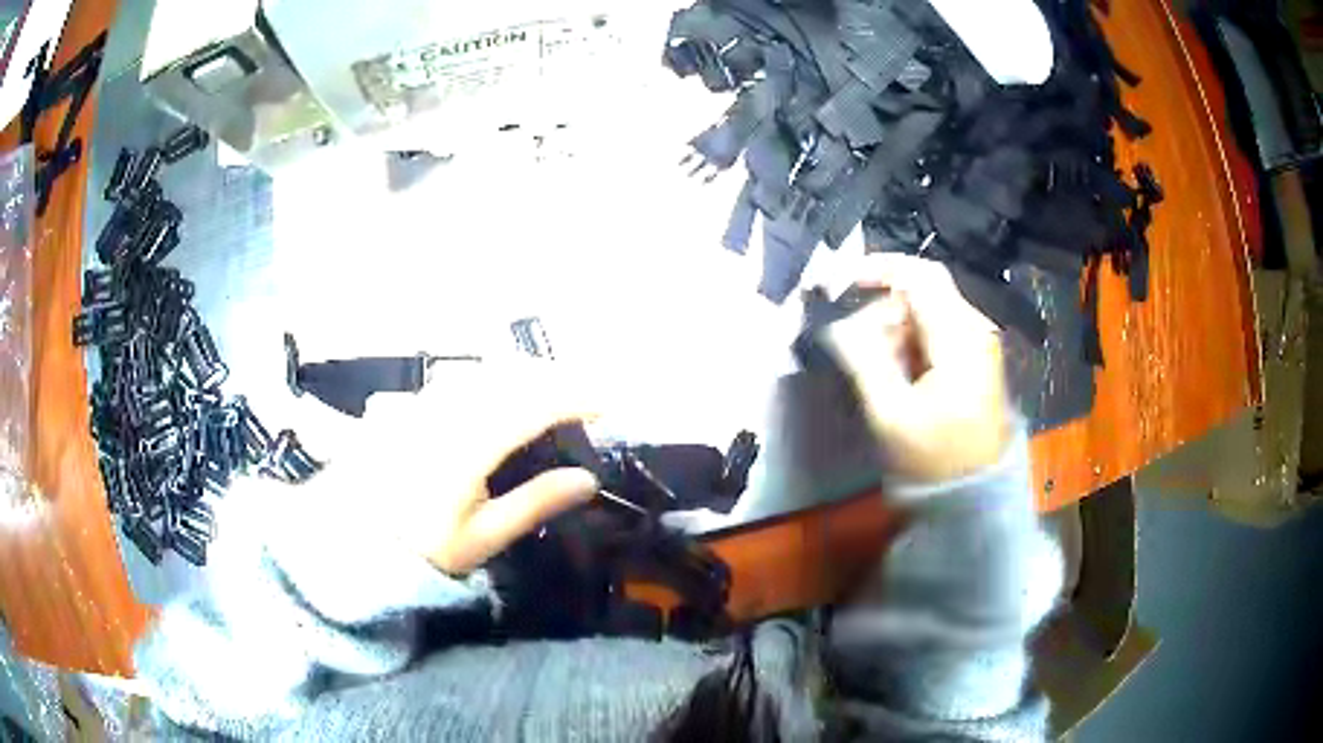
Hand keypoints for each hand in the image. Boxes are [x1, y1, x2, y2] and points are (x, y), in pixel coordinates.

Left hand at [344, 362, 599, 574]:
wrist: (347, 541)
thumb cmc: (420, 547)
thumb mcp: (482, 537)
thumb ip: (535, 502)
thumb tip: (587, 479)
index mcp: (469, 443)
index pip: (535, 403)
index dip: (577, 397)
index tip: (610, 403)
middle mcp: (446, 409)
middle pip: (511, 375)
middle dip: (556, 377)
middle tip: (587, 395)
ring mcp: (421, 401)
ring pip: (483, 370)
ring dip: (523, 374)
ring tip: (550, 391)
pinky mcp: (405, 403)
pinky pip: (457, 378)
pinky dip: (489, 380)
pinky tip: (495, 395)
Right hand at [824, 254, 1012, 484]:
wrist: (976, 494)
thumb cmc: (934, 457)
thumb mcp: (890, 412)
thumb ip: (863, 359)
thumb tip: (836, 325)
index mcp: (959, 336)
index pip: (920, 276)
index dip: (879, 268)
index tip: (842, 281)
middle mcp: (974, 328)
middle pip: (922, 292)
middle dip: (884, 311)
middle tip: (857, 348)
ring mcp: (978, 342)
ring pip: (927, 311)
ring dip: (896, 330)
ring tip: (881, 371)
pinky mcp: (975, 357)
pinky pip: (937, 331)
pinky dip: (912, 342)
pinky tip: (901, 374)